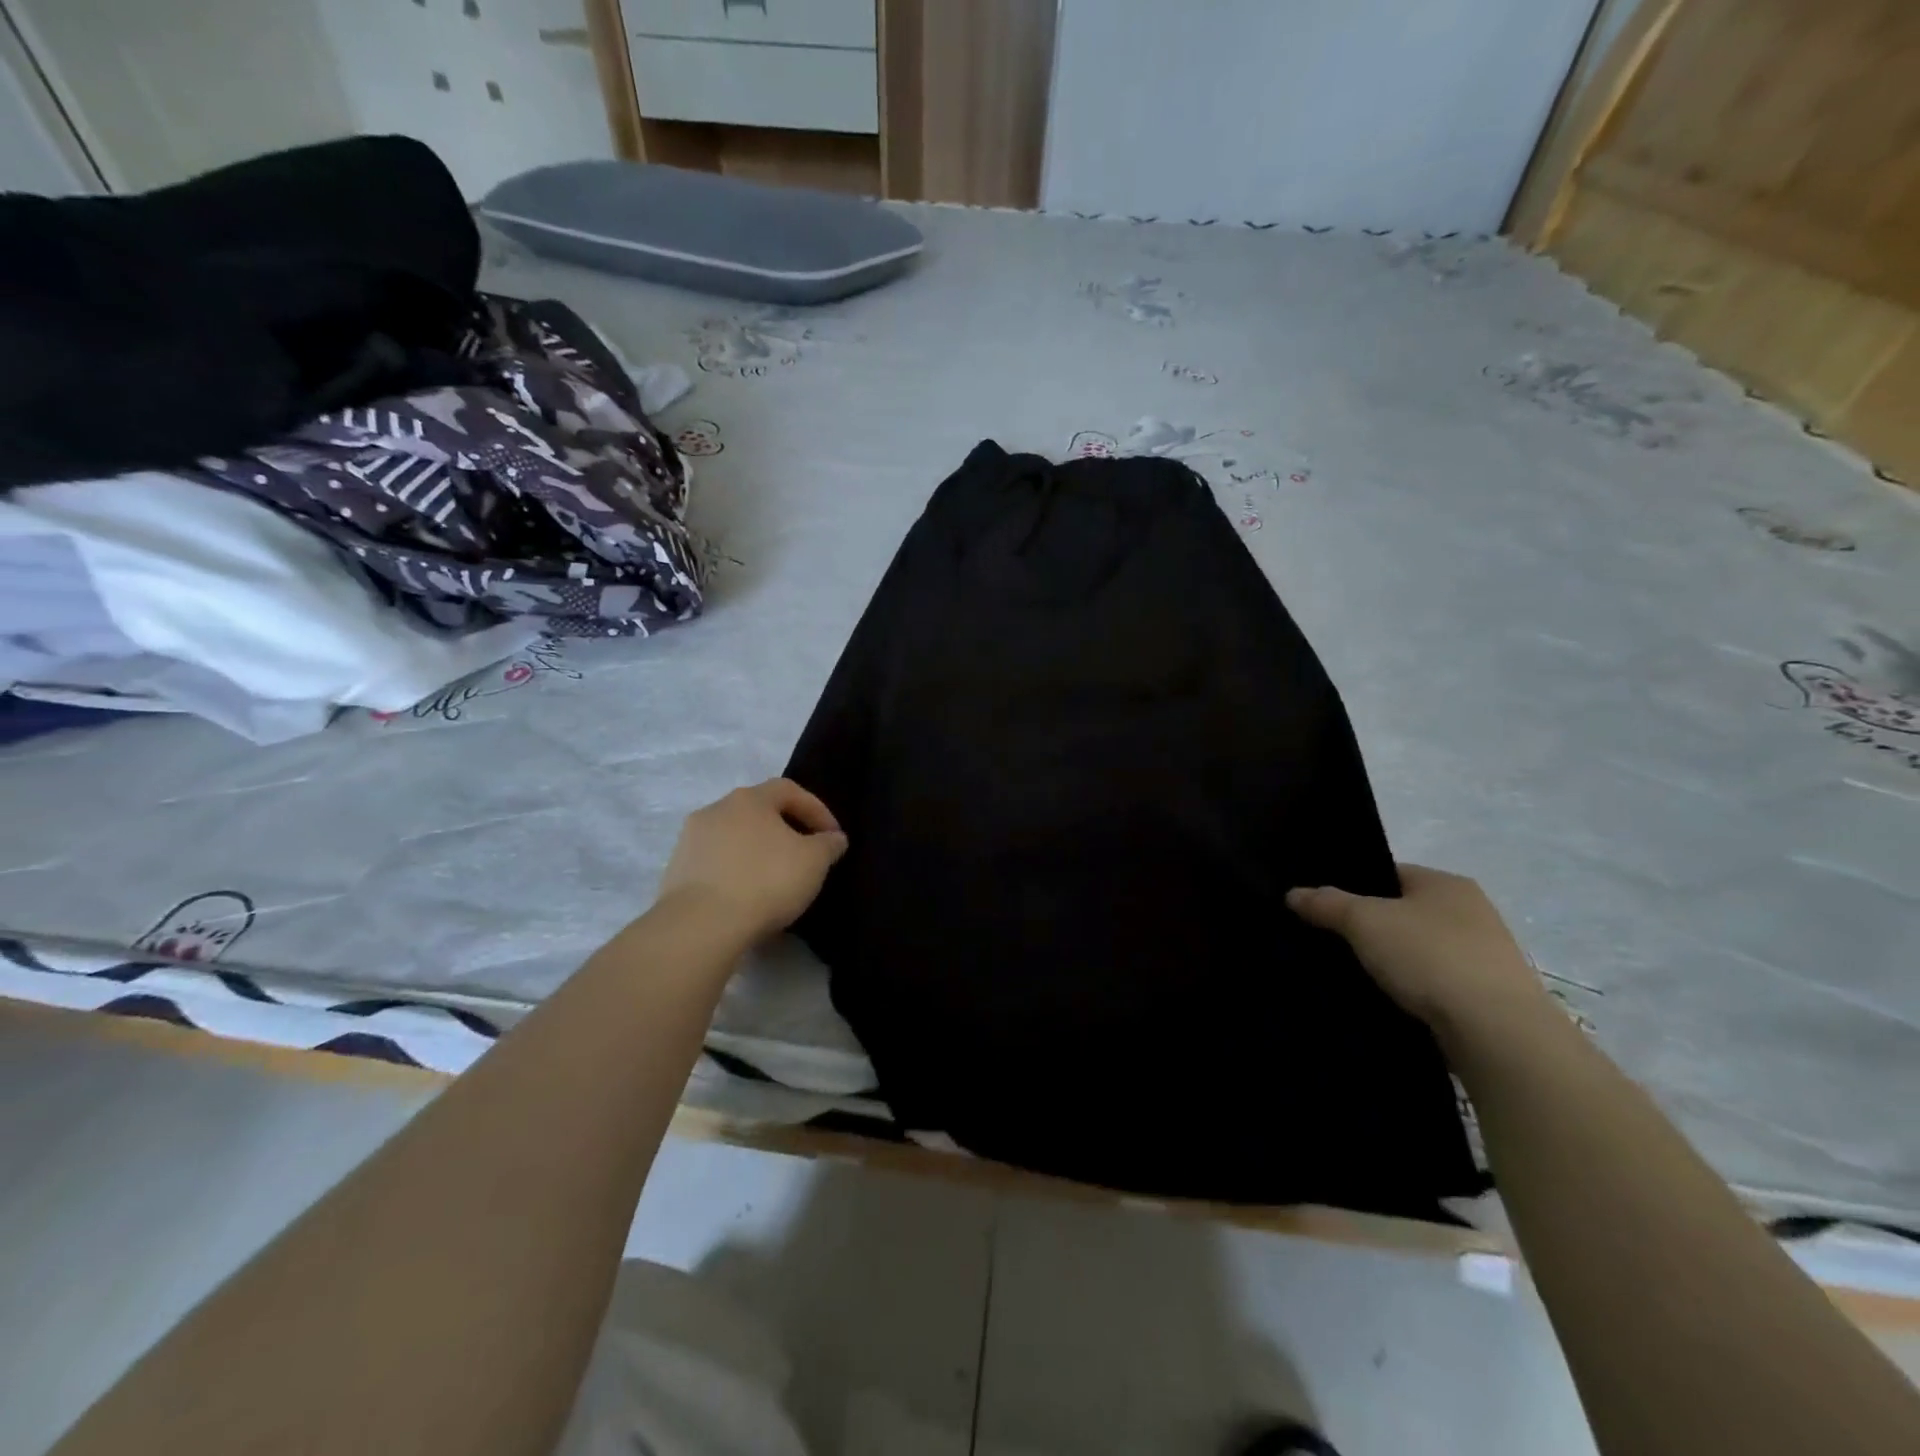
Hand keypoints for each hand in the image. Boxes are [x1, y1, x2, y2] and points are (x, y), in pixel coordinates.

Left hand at [658, 779, 848, 943]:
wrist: (701, 925)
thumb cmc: (765, 881)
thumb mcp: (814, 861)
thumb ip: (828, 844)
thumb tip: (833, 838)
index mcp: (749, 798)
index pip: (789, 790)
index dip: (816, 809)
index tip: (832, 837)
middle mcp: (716, 809)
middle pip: (758, 812)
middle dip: (785, 830)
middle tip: (805, 856)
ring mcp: (690, 840)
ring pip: (734, 838)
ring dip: (757, 852)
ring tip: (776, 880)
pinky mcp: (675, 871)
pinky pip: (716, 864)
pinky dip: (735, 873)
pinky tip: (748, 897)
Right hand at [1287, 865, 1553, 1038]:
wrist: (1497, 1032)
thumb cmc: (1429, 957)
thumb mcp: (1364, 921)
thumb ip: (1326, 903)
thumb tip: (1293, 893)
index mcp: (1446, 882)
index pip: (1388, 874)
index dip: (1352, 887)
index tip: (1323, 908)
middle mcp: (1472, 911)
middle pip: (1403, 912)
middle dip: (1370, 927)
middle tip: (1331, 941)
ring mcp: (1485, 955)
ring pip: (1419, 949)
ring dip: (1392, 961)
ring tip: (1354, 974)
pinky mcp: (1489, 996)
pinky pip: (1435, 983)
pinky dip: (1412, 989)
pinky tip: (1389, 1000)